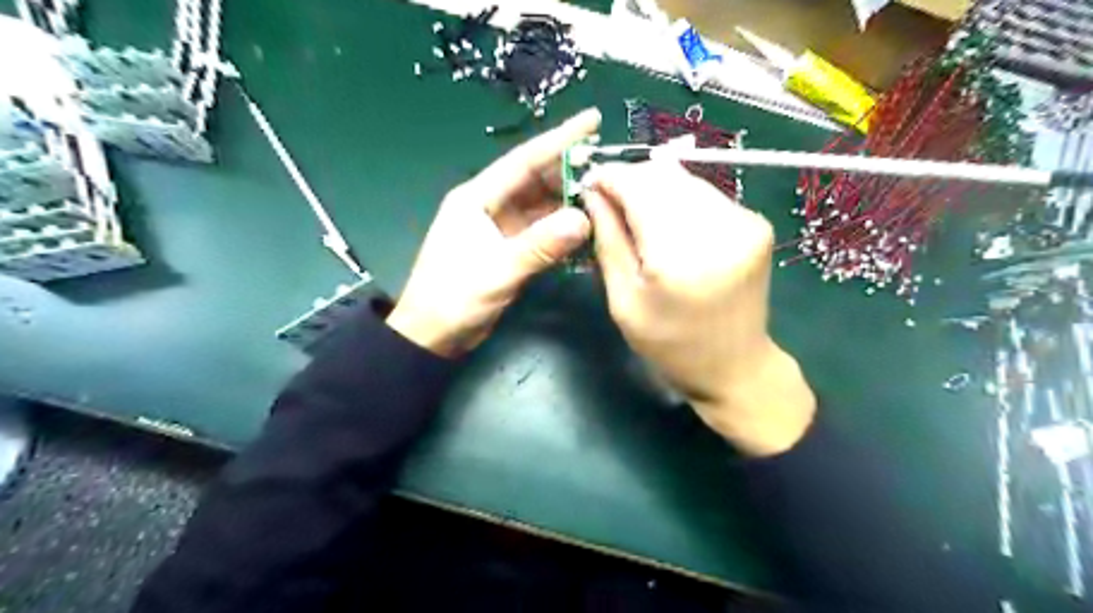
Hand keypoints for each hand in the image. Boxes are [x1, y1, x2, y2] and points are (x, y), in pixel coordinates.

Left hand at [388, 107, 601, 357]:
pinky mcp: (508, 250)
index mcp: (477, 198)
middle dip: (570, 171)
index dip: (559, 140)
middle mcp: (490, 206)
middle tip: (609, 166)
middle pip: (535, 180)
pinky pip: (541, 232)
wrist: (432, 336)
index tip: (592, 120)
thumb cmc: (453, 298)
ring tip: (605, 195)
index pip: (524, 161)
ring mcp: (500, 229)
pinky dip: (562, 230)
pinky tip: (586, 229)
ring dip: (569, 202)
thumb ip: (539, 246)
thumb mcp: (497, 270)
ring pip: (541, 206)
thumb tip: (583, 219)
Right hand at [584, 160, 814, 452]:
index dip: (609, 177)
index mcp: (680, 256)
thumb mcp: (624, 301)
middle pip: (663, 174)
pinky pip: (705, 194)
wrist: (736, 365)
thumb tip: (593, 193)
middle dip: (630, 181)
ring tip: (638, 217)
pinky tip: (670, 228)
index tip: (589, 185)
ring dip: (655, 189)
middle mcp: (720, 228)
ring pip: (685, 179)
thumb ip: (608, 241)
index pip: (639, 186)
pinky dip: (680, 201)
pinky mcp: (756, 223)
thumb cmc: (671, 344)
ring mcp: (745, 222)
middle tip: (609, 204)